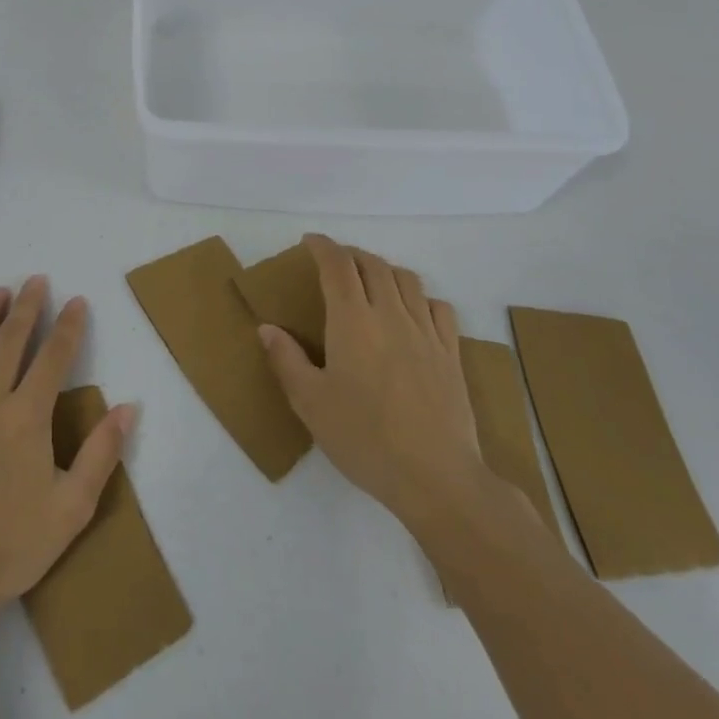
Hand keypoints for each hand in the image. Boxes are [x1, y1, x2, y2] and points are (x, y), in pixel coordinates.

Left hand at [0, 278, 135, 617]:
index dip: (68, 326)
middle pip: (10, 340)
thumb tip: (127, 406)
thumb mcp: (72, 508)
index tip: (76, 301)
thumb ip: (102, 453)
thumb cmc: (13, 545)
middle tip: (37, 281)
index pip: (53, 357)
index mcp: (27, 417)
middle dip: (27, 305)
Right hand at [258, 234, 487, 533]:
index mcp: (352, 321)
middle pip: (373, 264)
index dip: (323, 246)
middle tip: (334, 263)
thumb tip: (267, 328)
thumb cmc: (364, 438)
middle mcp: (390, 315)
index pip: (338, 265)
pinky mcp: (451, 354)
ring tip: (370, 281)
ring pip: (407, 280)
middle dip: (351, 255)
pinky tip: (412, 312)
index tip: (310, 241)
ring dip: (384, 270)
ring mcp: (426, 333)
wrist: (436, 477)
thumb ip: (286, 360)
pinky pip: (438, 308)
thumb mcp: (310, 403)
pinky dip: (420, 297)